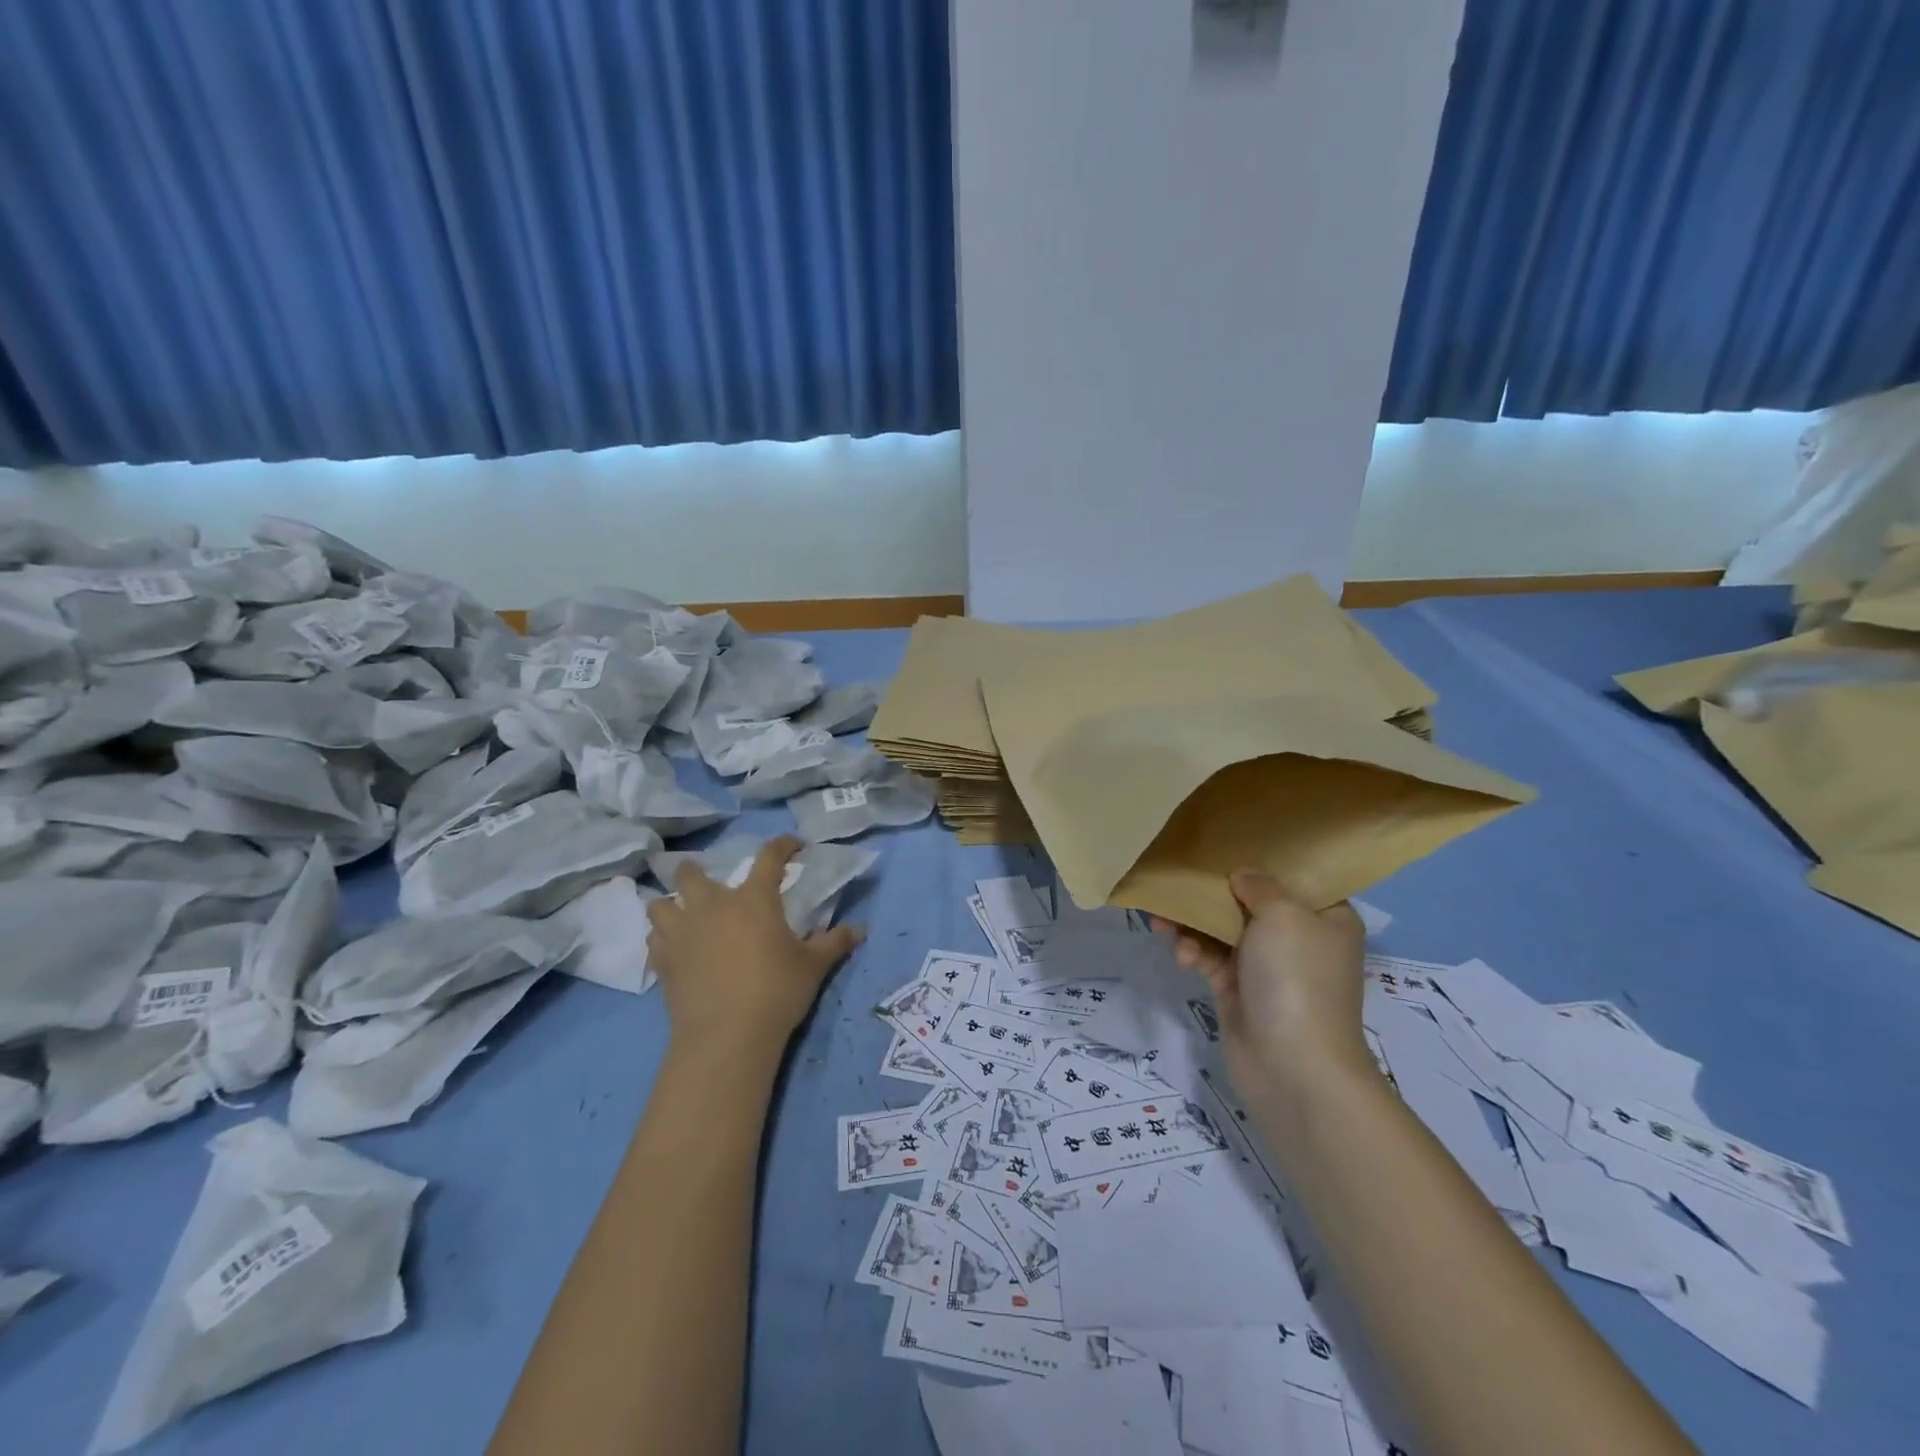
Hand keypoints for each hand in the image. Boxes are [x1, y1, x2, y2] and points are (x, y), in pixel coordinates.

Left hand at [645, 836, 862, 1052]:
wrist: (727, 1036)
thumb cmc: (776, 991)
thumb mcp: (813, 966)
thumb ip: (834, 943)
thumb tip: (860, 930)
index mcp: (753, 899)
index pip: (769, 857)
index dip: (783, 845)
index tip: (793, 844)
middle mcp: (712, 906)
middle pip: (692, 874)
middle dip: (697, 870)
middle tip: (710, 881)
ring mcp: (682, 932)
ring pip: (660, 904)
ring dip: (671, 903)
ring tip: (682, 913)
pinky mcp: (663, 962)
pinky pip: (654, 938)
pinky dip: (662, 937)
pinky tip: (674, 946)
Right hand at [1154, 871, 1370, 1102]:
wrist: (1292, 1067)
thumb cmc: (1296, 978)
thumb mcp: (1283, 913)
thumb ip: (1258, 884)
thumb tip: (1241, 877)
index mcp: (1326, 916)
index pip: (1294, 877)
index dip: (1260, 859)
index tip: (1223, 843)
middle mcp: (1299, 937)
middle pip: (1250, 900)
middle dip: (1212, 891)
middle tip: (1179, 879)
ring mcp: (1267, 966)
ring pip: (1222, 928)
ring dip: (1193, 922)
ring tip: (1162, 920)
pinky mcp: (1238, 990)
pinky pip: (1209, 956)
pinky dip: (1193, 951)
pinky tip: (1181, 956)